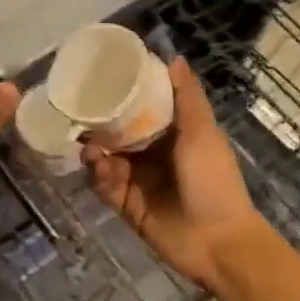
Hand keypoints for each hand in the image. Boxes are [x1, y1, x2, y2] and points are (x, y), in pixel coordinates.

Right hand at [83, 58, 268, 290]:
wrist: (218, 242)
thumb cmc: (213, 181)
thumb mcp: (202, 133)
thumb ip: (187, 98)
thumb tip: (174, 58)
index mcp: (173, 135)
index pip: (142, 109)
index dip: (123, 96)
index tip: (102, 80)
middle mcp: (153, 155)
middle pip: (118, 134)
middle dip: (100, 126)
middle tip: (81, 117)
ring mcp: (138, 182)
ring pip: (107, 159)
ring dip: (96, 152)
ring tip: (91, 149)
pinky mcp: (127, 206)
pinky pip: (105, 187)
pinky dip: (99, 177)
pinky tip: (99, 170)